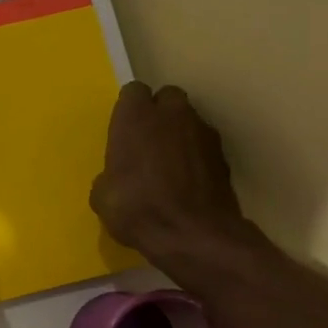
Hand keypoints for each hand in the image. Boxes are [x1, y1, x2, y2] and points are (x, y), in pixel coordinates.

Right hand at [90, 82, 264, 265]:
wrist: (194, 235)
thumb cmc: (137, 208)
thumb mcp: (103, 196)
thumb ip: (110, 174)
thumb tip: (115, 178)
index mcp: (136, 116)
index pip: (133, 92)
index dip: (129, 109)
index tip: (124, 130)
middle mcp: (172, 114)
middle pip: (167, 97)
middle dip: (160, 113)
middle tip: (148, 140)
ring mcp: (203, 132)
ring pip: (190, 120)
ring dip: (180, 133)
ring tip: (170, 164)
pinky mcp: (224, 156)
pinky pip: (204, 145)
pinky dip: (196, 156)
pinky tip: (188, 181)